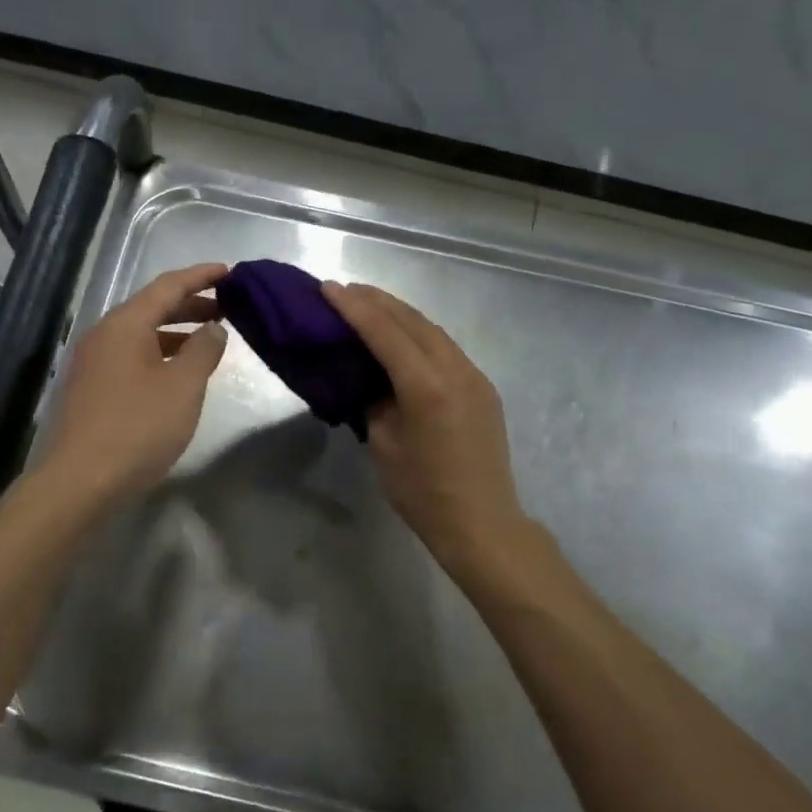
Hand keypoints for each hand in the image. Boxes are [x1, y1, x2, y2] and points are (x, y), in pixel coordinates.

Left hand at [36, 262, 229, 504]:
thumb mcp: (183, 387)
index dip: (201, 276)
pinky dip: (159, 354)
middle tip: (228, 308)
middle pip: (151, 307)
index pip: (168, 286)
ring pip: (140, 335)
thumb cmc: (137, 428)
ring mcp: (91, 362)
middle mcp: (103, 335)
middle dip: (191, 305)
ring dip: (175, 332)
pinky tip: (176, 374)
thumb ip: (204, 351)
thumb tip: (213, 327)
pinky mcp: (89, 389)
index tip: (229, 271)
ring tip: (208, 341)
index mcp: (124, 324)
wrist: (79, 482)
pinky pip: (130, 357)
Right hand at [323, 281, 531, 572]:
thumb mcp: (384, 445)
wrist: (482, 523)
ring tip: (370, 305)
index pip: (384, 333)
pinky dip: (420, 335)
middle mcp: (456, 370)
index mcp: (426, 386)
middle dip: (377, 301)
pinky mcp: (483, 389)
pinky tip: (403, 337)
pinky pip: (447, 349)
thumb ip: (376, 402)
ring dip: (400, 314)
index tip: (327, 288)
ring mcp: (475, 377)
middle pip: (412, 321)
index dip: (353, 308)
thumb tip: (374, 380)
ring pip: (433, 331)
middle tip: (345, 290)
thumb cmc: (423, 492)